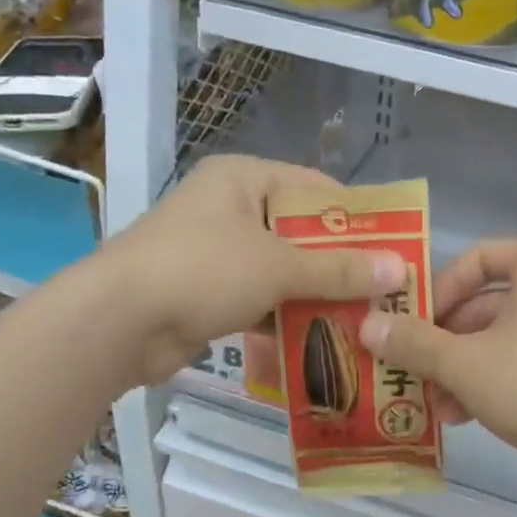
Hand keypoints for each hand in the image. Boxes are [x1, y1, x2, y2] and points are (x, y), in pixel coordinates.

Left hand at [111, 156, 405, 384]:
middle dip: (339, 263)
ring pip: (282, 269)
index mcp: (244, 179)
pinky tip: (323, 338)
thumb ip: (339, 269)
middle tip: (384, 288)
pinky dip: (287, 315)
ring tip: (365, 317)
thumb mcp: (278, 266)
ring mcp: (216, 251)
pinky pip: (261, 297)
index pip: (315, 189)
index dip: (356, 217)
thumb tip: (400, 269)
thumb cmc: (201, 271)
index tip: (394, 245)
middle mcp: (230, 207)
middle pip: (300, 232)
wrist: (116, 323)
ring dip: (316, 294)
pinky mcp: (207, 291)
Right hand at [358, 240, 516, 490]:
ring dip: (466, 367)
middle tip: (416, 371)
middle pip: (488, 303)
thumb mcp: (464, 364)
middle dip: (447, 342)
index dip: (437, 291)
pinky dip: (497, 377)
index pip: (476, 259)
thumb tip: (367, 326)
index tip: (413, 326)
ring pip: (507, 335)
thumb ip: (413, 343)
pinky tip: (467, 415)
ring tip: (437, 405)